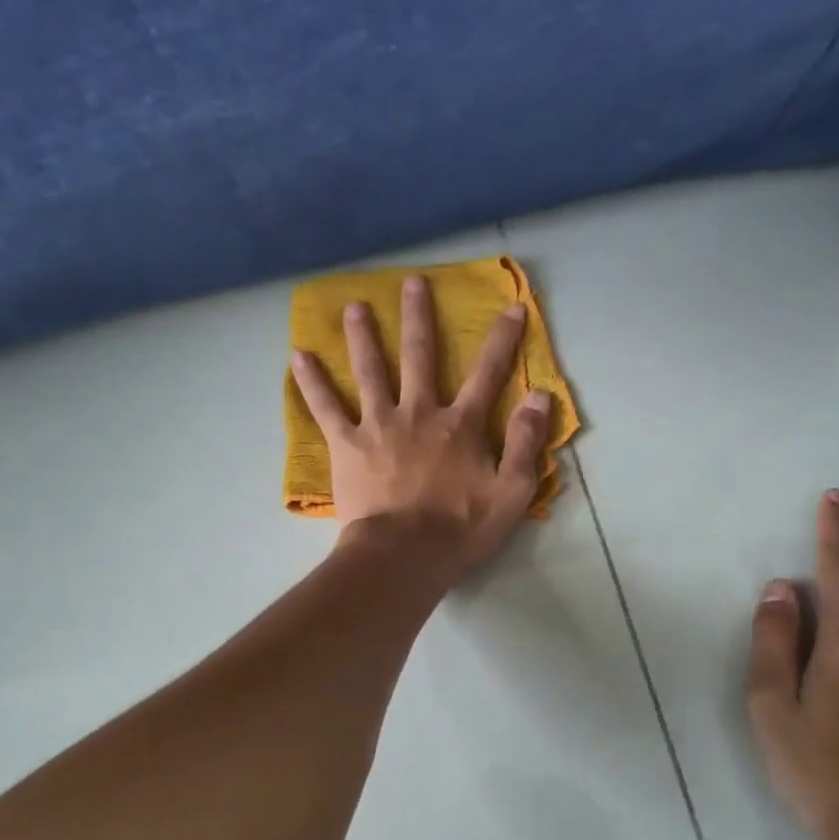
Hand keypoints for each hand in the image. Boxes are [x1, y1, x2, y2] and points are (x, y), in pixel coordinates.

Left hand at [290, 274, 551, 570]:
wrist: (404, 556)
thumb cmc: (460, 530)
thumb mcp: (512, 493)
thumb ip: (526, 443)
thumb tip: (540, 397)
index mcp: (460, 426)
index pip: (488, 374)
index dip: (502, 340)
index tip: (510, 307)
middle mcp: (419, 413)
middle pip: (419, 356)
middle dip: (418, 318)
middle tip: (412, 282)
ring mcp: (379, 425)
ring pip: (370, 371)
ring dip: (363, 336)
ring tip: (354, 306)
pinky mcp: (347, 445)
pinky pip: (326, 408)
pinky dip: (312, 383)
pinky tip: (298, 357)